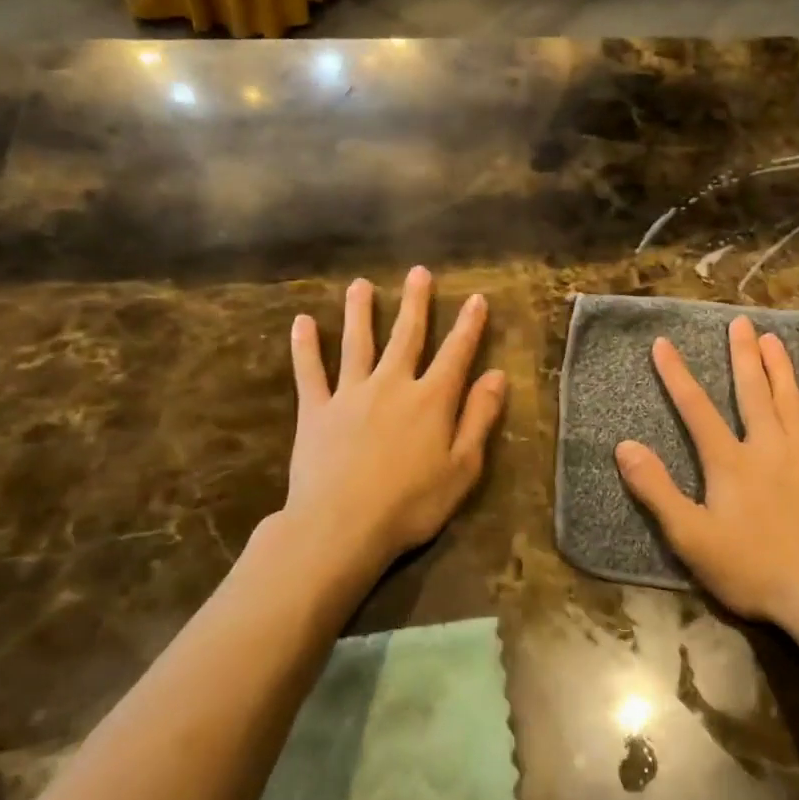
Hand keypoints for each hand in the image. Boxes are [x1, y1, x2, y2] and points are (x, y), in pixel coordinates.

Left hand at [270, 267, 507, 583]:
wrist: (341, 527)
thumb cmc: (411, 504)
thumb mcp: (462, 467)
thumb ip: (479, 418)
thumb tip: (496, 375)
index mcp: (431, 400)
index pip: (456, 353)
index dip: (468, 325)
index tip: (476, 298)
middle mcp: (392, 385)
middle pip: (406, 336)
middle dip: (416, 303)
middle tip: (418, 272)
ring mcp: (350, 394)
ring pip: (357, 343)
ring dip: (360, 312)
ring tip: (360, 285)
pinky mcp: (315, 411)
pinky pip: (310, 372)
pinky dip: (306, 347)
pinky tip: (302, 322)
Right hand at [615, 316, 798, 630]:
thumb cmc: (752, 568)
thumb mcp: (690, 537)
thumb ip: (657, 490)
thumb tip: (624, 446)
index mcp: (730, 462)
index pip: (696, 409)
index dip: (677, 375)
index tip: (663, 343)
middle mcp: (767, 447)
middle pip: (752, 392)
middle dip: (742, 355)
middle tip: (740, 322)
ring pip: (791, 400)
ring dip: (780, 367)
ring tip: (773, 338)